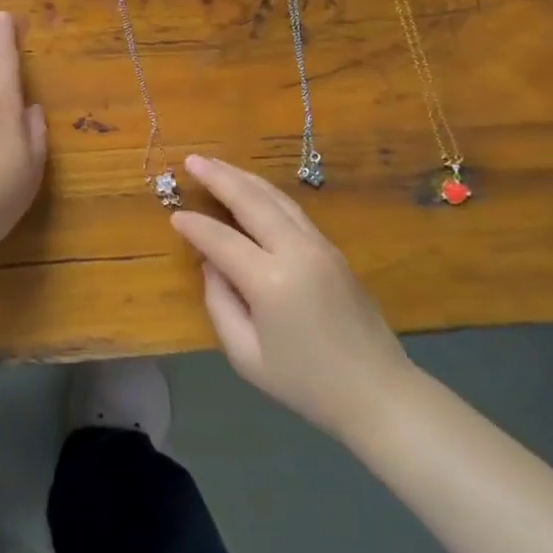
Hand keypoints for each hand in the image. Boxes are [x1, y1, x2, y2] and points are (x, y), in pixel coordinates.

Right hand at [172, 154, 411, 439]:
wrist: (378, 393)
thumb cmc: (305, 384)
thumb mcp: (246, 356)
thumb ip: (220, 304)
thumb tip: (211, 265)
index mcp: (270, 281)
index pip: (221, 240)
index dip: (195, 226)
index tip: (174, 215)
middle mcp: (296, 251)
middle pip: (252, 200)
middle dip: (219, 177)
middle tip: (192, 159)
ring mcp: (319, 245)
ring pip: (276, 198)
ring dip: (244, 177)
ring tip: (216, 165)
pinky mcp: (333, 249)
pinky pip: (292, 210)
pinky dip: (266, 193)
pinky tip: (252, 190)